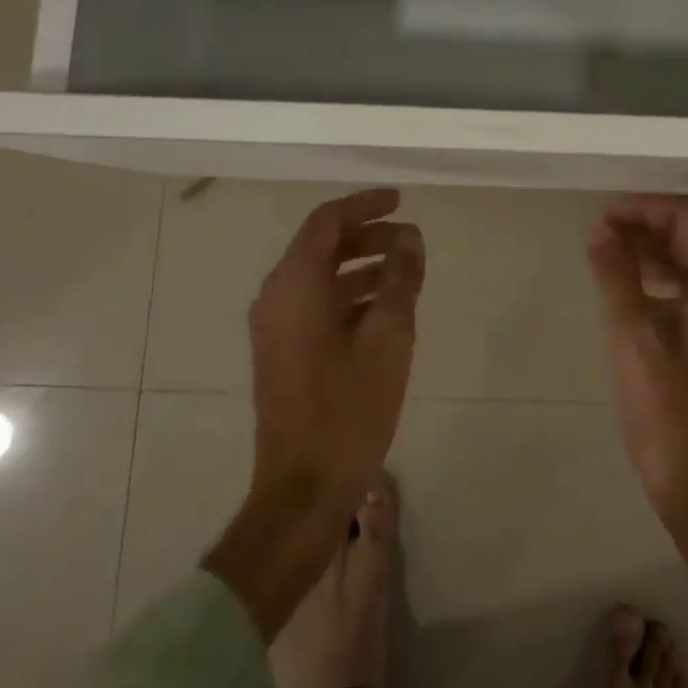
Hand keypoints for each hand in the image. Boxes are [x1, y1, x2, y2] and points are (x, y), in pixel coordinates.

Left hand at [205, 188, 423, 638]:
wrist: (303, 488)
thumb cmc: (349, 408)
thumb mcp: (389, 337)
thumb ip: (400, 279)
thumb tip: (410, 239)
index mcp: (295, 285)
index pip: (327, 222)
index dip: (365, 204)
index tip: (401, 200)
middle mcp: (277, 297)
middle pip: (322, 246)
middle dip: (368, 235)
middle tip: (411, 240)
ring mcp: (276, 327)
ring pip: (321, 276)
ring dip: (362, 265)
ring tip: (407, 271)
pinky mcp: (283, 351)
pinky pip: (316, 303)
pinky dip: (350, 295)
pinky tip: (386, 308)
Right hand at [585, 195, 687, 523]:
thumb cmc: (670, 412)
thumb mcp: (634, 337)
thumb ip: (616, 276)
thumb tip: (598, 228)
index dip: (644, 208)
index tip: (601, 216)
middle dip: (645, 226)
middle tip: (597, 232)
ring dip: (649, 251)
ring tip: (604, 253)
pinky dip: (657, 278)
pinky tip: (626, 287)